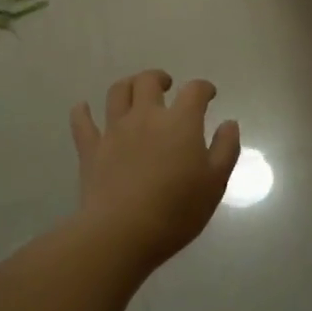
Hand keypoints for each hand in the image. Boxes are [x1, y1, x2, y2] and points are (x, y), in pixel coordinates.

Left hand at [71, 70, 240, 266]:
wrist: (123, 231)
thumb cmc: (177, 209)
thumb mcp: (215, 182)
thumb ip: (225, 149)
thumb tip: (229, 123)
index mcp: (180, 122)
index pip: (194, 91)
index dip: (203, 88)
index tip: (208, 94)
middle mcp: (146, 117)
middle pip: (148, 82)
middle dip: (159, 78)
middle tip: (167, 86)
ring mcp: (114, 130)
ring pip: (117, 92)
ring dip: (127, 85)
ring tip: (134, 92)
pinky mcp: (91, 149)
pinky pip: (82, 122)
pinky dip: (82, 112)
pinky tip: (83, 108)